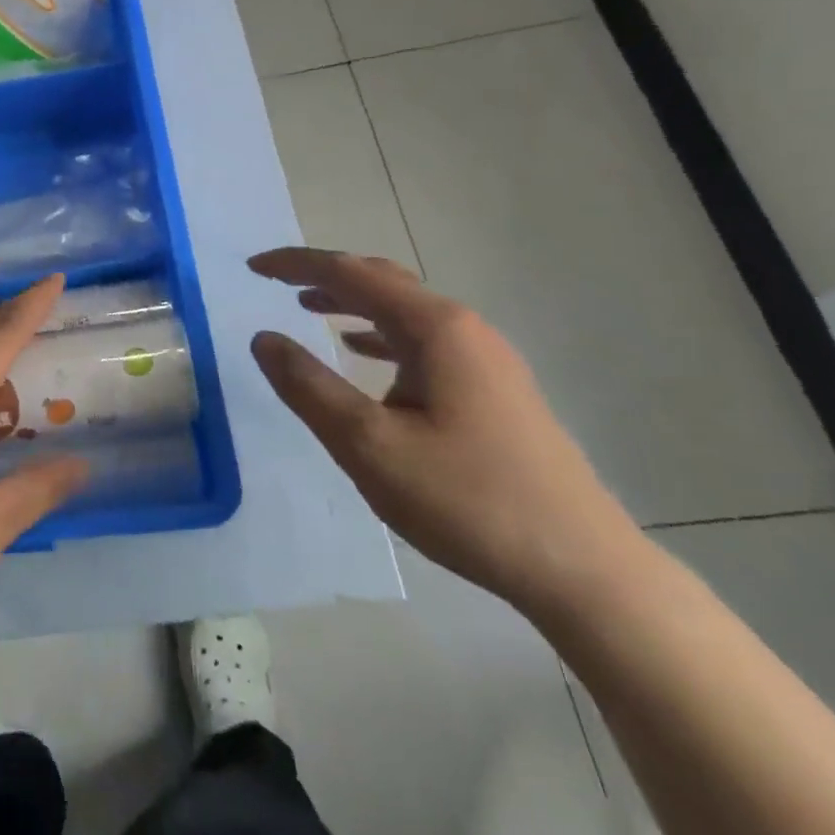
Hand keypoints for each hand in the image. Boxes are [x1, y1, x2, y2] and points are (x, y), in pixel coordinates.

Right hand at [247, 247, 644, 617]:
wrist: (582, 569)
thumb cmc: (467, 499)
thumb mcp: (367, 444)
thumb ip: (308, 386)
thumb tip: (264, 338)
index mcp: (435, 328)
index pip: (350, 273)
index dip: (296, 264)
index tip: (251, 266)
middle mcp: (464, 329)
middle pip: (382, 281)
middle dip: (324, 275)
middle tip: (276, 282)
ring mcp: (486, 360)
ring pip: (404, 312)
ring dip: (352, 302)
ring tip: (308, 307)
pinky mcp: (494, 391)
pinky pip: (423, 342)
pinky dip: (380, 336)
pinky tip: (362, 353)